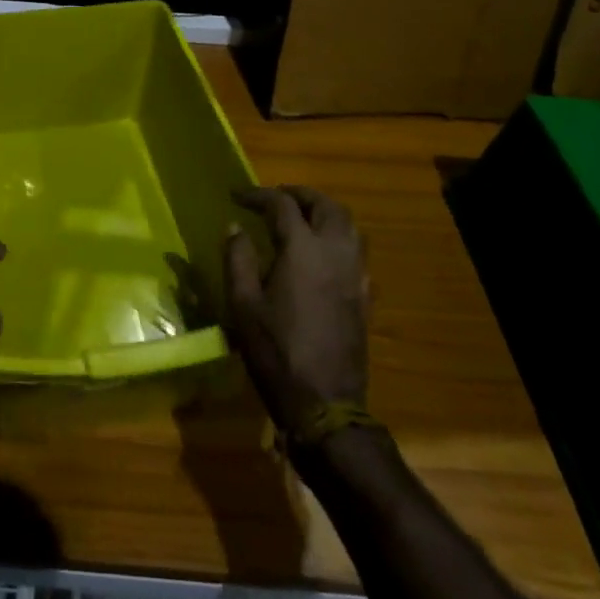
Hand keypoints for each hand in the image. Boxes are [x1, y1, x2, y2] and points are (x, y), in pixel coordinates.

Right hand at [223, 186, 369, 430]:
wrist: (325, 403)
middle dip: (299, 195)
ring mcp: (355, 274)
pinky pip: (356, 251)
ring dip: (323, 212)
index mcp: (303, 250)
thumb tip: (235, 227)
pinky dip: (336, 238)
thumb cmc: (276, 351)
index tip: (236, 195)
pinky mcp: (364, 295)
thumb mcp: (244, 304)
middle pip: (325, 206)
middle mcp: (335, 252)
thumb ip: (238, 258)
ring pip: (347, 225)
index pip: (282, 205)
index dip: (258, 194)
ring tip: (298, 218)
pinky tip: (319, 254)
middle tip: (274, 198)